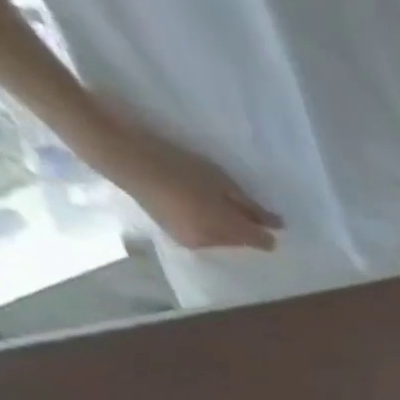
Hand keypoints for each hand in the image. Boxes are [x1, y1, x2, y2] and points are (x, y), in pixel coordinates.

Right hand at [90, 117, 281, 250]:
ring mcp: (193, 243)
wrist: (122, 157)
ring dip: (225, 229)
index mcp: (226, 229)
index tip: (264, 216)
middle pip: (242, 242)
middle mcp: (213, 243)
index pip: (261, 242)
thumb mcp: (220, 181)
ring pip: (223, 242)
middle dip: (243, 228)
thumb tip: (277, 225)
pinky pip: (205, 238)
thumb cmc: (176, 164)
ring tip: (209, 202)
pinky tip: (197, 208)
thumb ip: (251, 206)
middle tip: (231, 202)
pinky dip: (208, 228)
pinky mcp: (177, 238)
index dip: (266, 231)